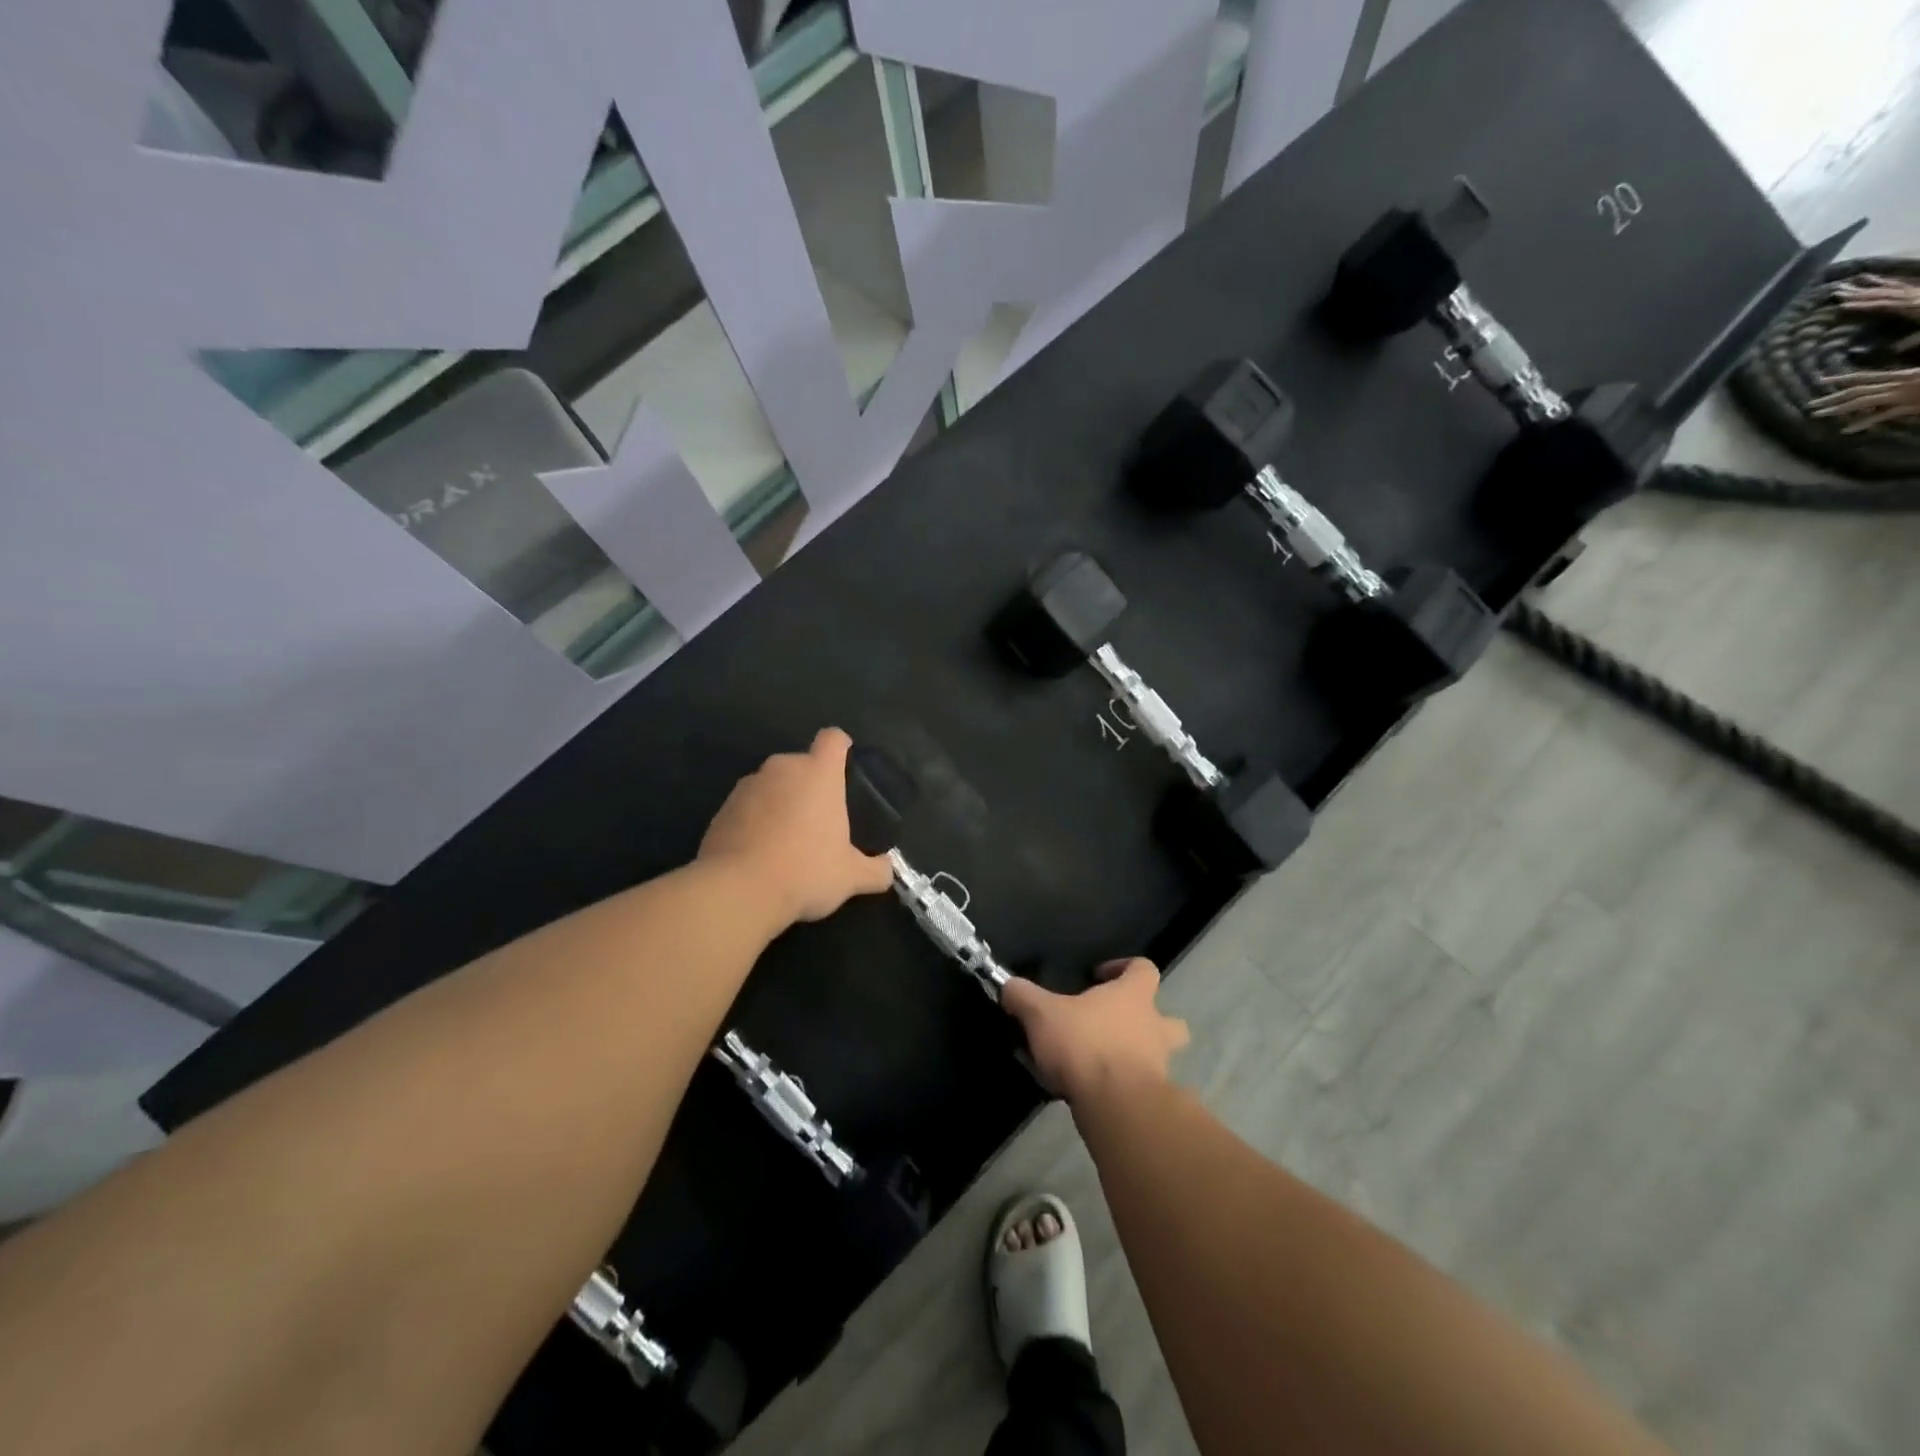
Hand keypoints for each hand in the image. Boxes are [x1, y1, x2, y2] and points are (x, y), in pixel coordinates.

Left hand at [698, 728, 894, 924]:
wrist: (738, 891)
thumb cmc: (806, 871)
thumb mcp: (852, 877)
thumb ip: (876, 870)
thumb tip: (886, 870)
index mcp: (818, 773)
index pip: (833, 739)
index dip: (841, 748)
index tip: (845, 770)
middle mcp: (782, 769)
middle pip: (802, 764)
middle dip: (810, 786)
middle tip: (820, 822)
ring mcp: (747, 786)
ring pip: (772, 785)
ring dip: (781, 803)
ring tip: (787, 842)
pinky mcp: (721, 809)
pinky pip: (747, 807)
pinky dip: (755, 822)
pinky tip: (760, 854)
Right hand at [1001, 958, 1189, 1105]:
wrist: (1117, 1105)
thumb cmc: (1085, 1044)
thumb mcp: (1042, 1014)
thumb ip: (1022, 997)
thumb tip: (1007, 985)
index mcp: (1134, 996)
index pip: (1144, 968)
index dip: (1124, 968)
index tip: (1098, 976)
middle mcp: (1154, 1027)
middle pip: (1168, 1019)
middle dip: (1148, 1021)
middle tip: (1114, 1027)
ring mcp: (1161, 1065)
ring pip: (1161, 1056)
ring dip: (1140, 1058)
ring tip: (1105, 1064)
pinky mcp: (1155, 1098)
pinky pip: (1145, 1088)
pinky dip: (1127, 1089)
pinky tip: (1099, 1094)